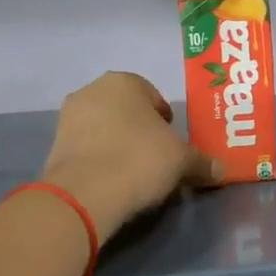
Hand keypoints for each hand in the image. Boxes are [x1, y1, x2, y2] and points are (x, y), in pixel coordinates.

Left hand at [40, 72, 221, 238]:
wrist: (85, 194)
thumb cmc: (140, 159)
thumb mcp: (182, 161)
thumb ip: (202, 162)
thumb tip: (221, 170)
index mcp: (124, 81)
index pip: (153, 95)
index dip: (166, 120)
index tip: (172, 142)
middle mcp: (92, 90)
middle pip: (126, 110)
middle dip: (140, 130)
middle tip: (156, 156)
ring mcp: (68, 117)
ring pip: (104, 128)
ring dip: (118, 144)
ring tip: (134, 172)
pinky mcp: (54, 146)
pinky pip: (87, 148)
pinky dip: (99, 159)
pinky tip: (112, 180)